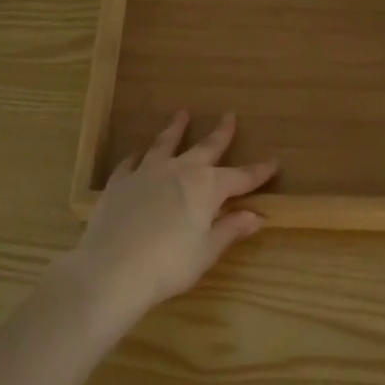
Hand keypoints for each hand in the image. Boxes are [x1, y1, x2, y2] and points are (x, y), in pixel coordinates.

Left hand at [62, 111, 277, 316]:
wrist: (111, 270)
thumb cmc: (168, 265)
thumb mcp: (206, 252)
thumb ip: (230, 229)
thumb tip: (255, 216)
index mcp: (207, 187)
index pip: (241, 176)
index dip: (259, 171)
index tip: (274, 162)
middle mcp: (179, 171)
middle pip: (205, 148)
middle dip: (220, 133)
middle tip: (229, 115)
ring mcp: (146, 173)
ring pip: (165, 144)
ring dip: (175, 129)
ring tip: (181, 113)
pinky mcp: (119, 183)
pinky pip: (131, 163)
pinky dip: (138, 156)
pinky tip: (138, 154)